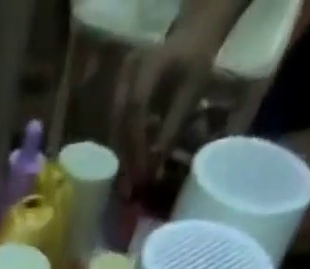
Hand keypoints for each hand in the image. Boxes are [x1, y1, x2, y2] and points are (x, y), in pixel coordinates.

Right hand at [111, 1, 244, 179]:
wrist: (191, 37)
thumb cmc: (196, 62)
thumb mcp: (190, 93)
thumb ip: (172, 129)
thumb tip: (155, 170)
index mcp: (147, 66)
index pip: (135, 110)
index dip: (136, 146)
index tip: (141, 175)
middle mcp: (126, 74)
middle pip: (118, 125)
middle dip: (125, 159)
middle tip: (129, 190)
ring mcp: (118, 85)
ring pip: (114, 130)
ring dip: (120, 159)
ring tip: (128, 185)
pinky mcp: (117, 97)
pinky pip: (116, 129)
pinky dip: (122, 151)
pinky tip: (128, 169)